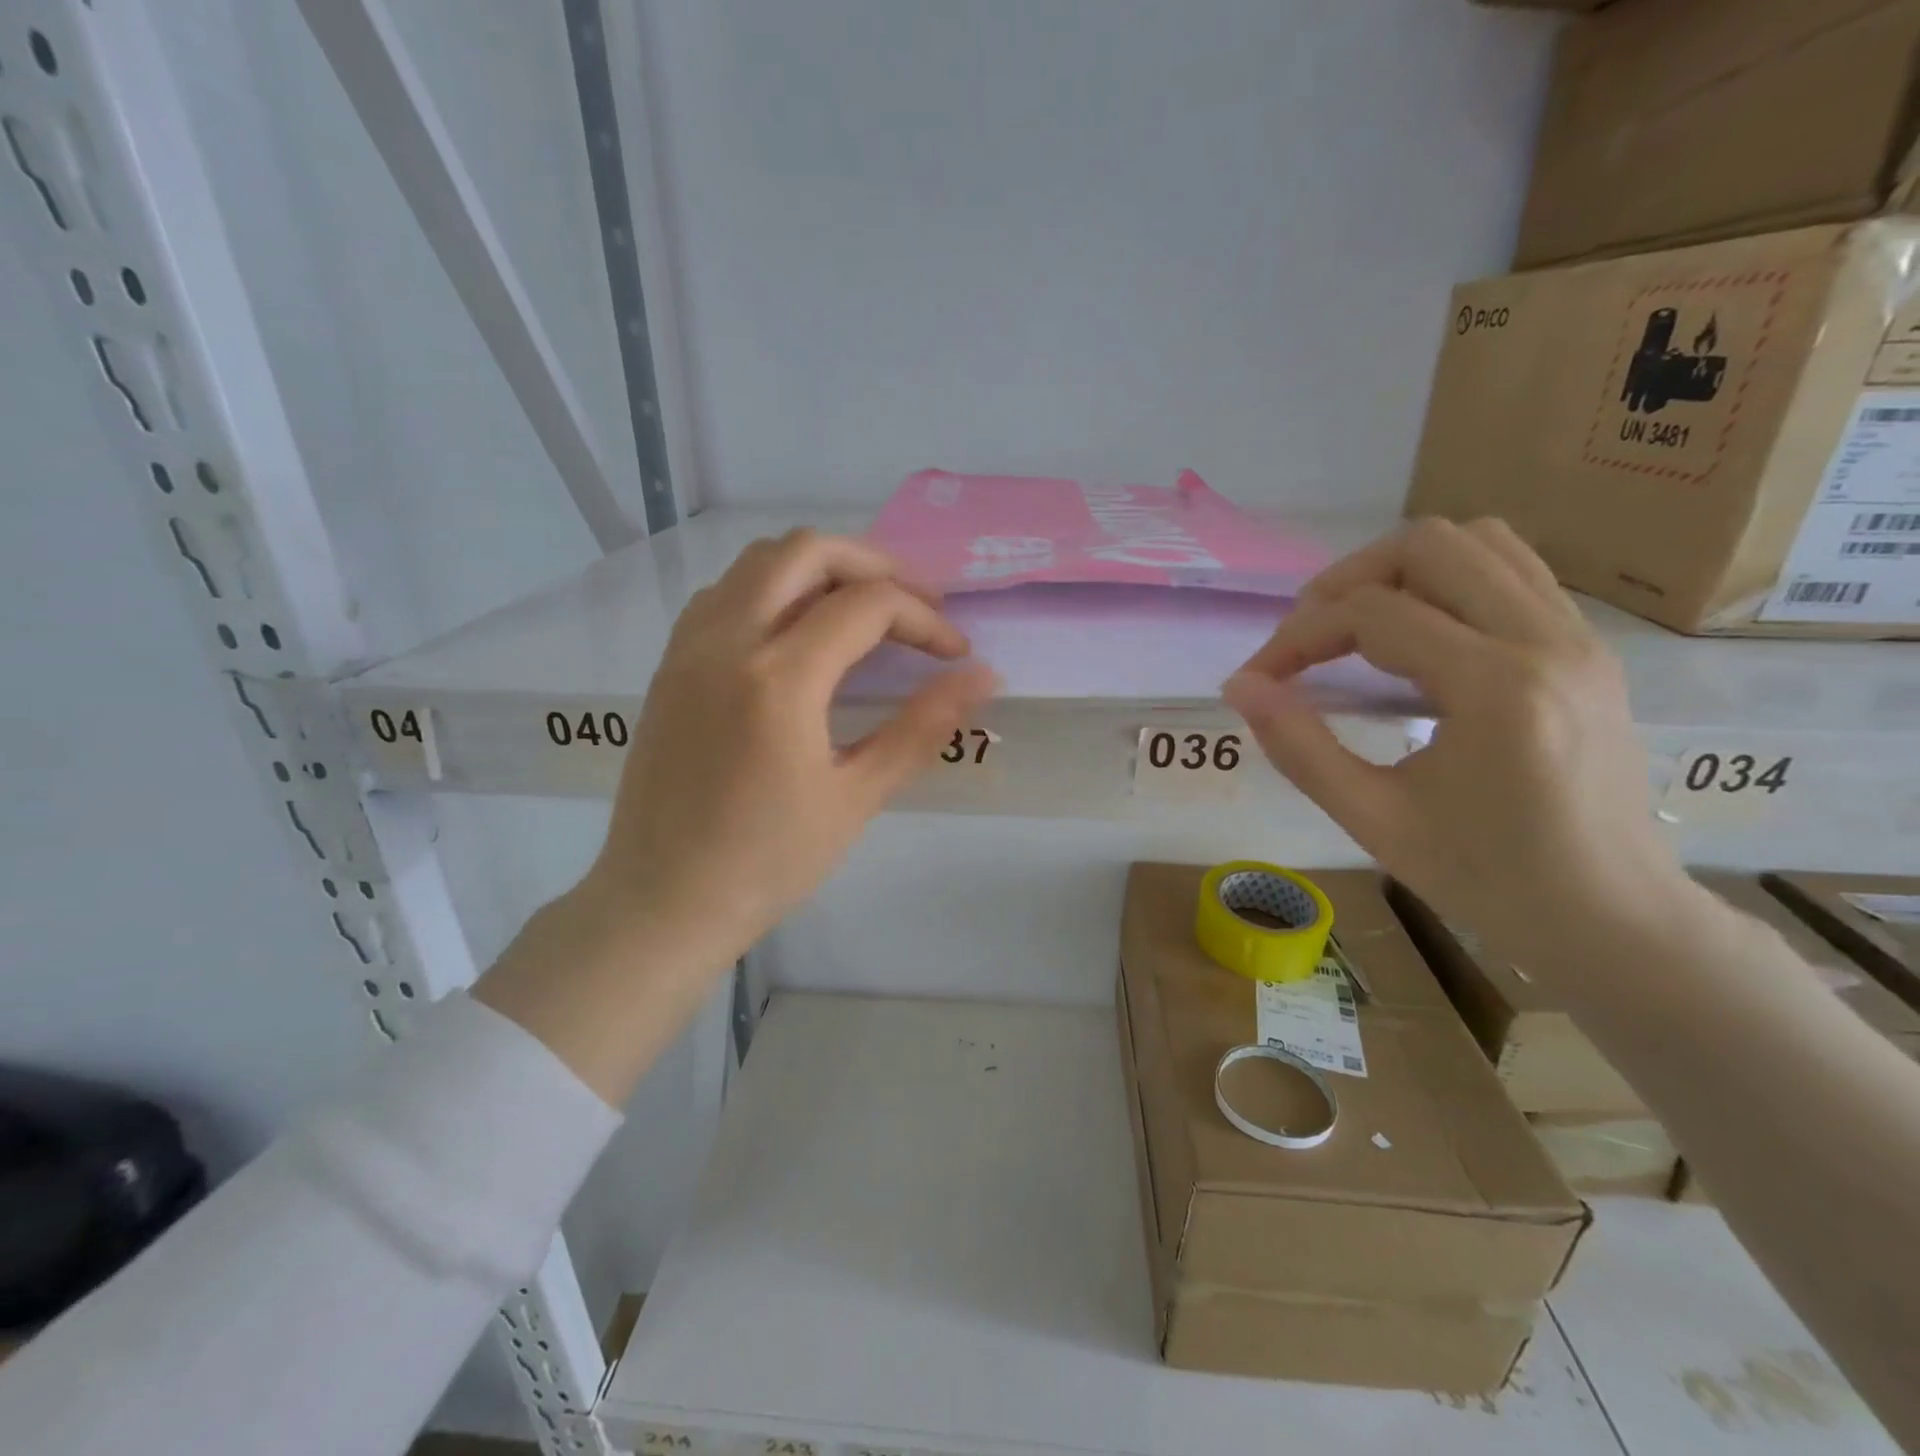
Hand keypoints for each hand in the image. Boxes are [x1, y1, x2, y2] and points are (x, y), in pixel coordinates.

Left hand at [480, 529, 996, 1102]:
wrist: (662, 901)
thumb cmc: (767, 863)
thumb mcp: (856, 797)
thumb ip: (922, 727)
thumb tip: (983, 676)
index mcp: (778, 678)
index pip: (867, 606)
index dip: (924, 619)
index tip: (955, 653)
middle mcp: (727, 641)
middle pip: (807, 551)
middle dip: (874, 565)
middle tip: (915, 606)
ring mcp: (689, 647)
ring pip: (758, 561)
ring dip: (820, 569)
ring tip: (862, 610)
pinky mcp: (670, 664)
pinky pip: (725, 592)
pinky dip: (772, 588)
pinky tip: (797, 633)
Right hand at [1224, 518, 1682, 961]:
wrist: (1613, 919)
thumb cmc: (1487, 879)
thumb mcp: (1372, 820)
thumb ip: (1297, 746)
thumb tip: (1240, 687)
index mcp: (1497, 688)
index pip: (1372, 614)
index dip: (1297, 637)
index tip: (1259, 679)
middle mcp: (1548, 639)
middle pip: (1430, 545)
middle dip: (1347, 581)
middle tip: (1308, 638)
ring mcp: (1579, 636)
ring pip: (1479, 541)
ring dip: (1400, 571)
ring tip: (1357, 628)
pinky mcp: (1587, 648)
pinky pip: (1512, 572)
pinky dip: (1447, 583)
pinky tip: (1416, 639)